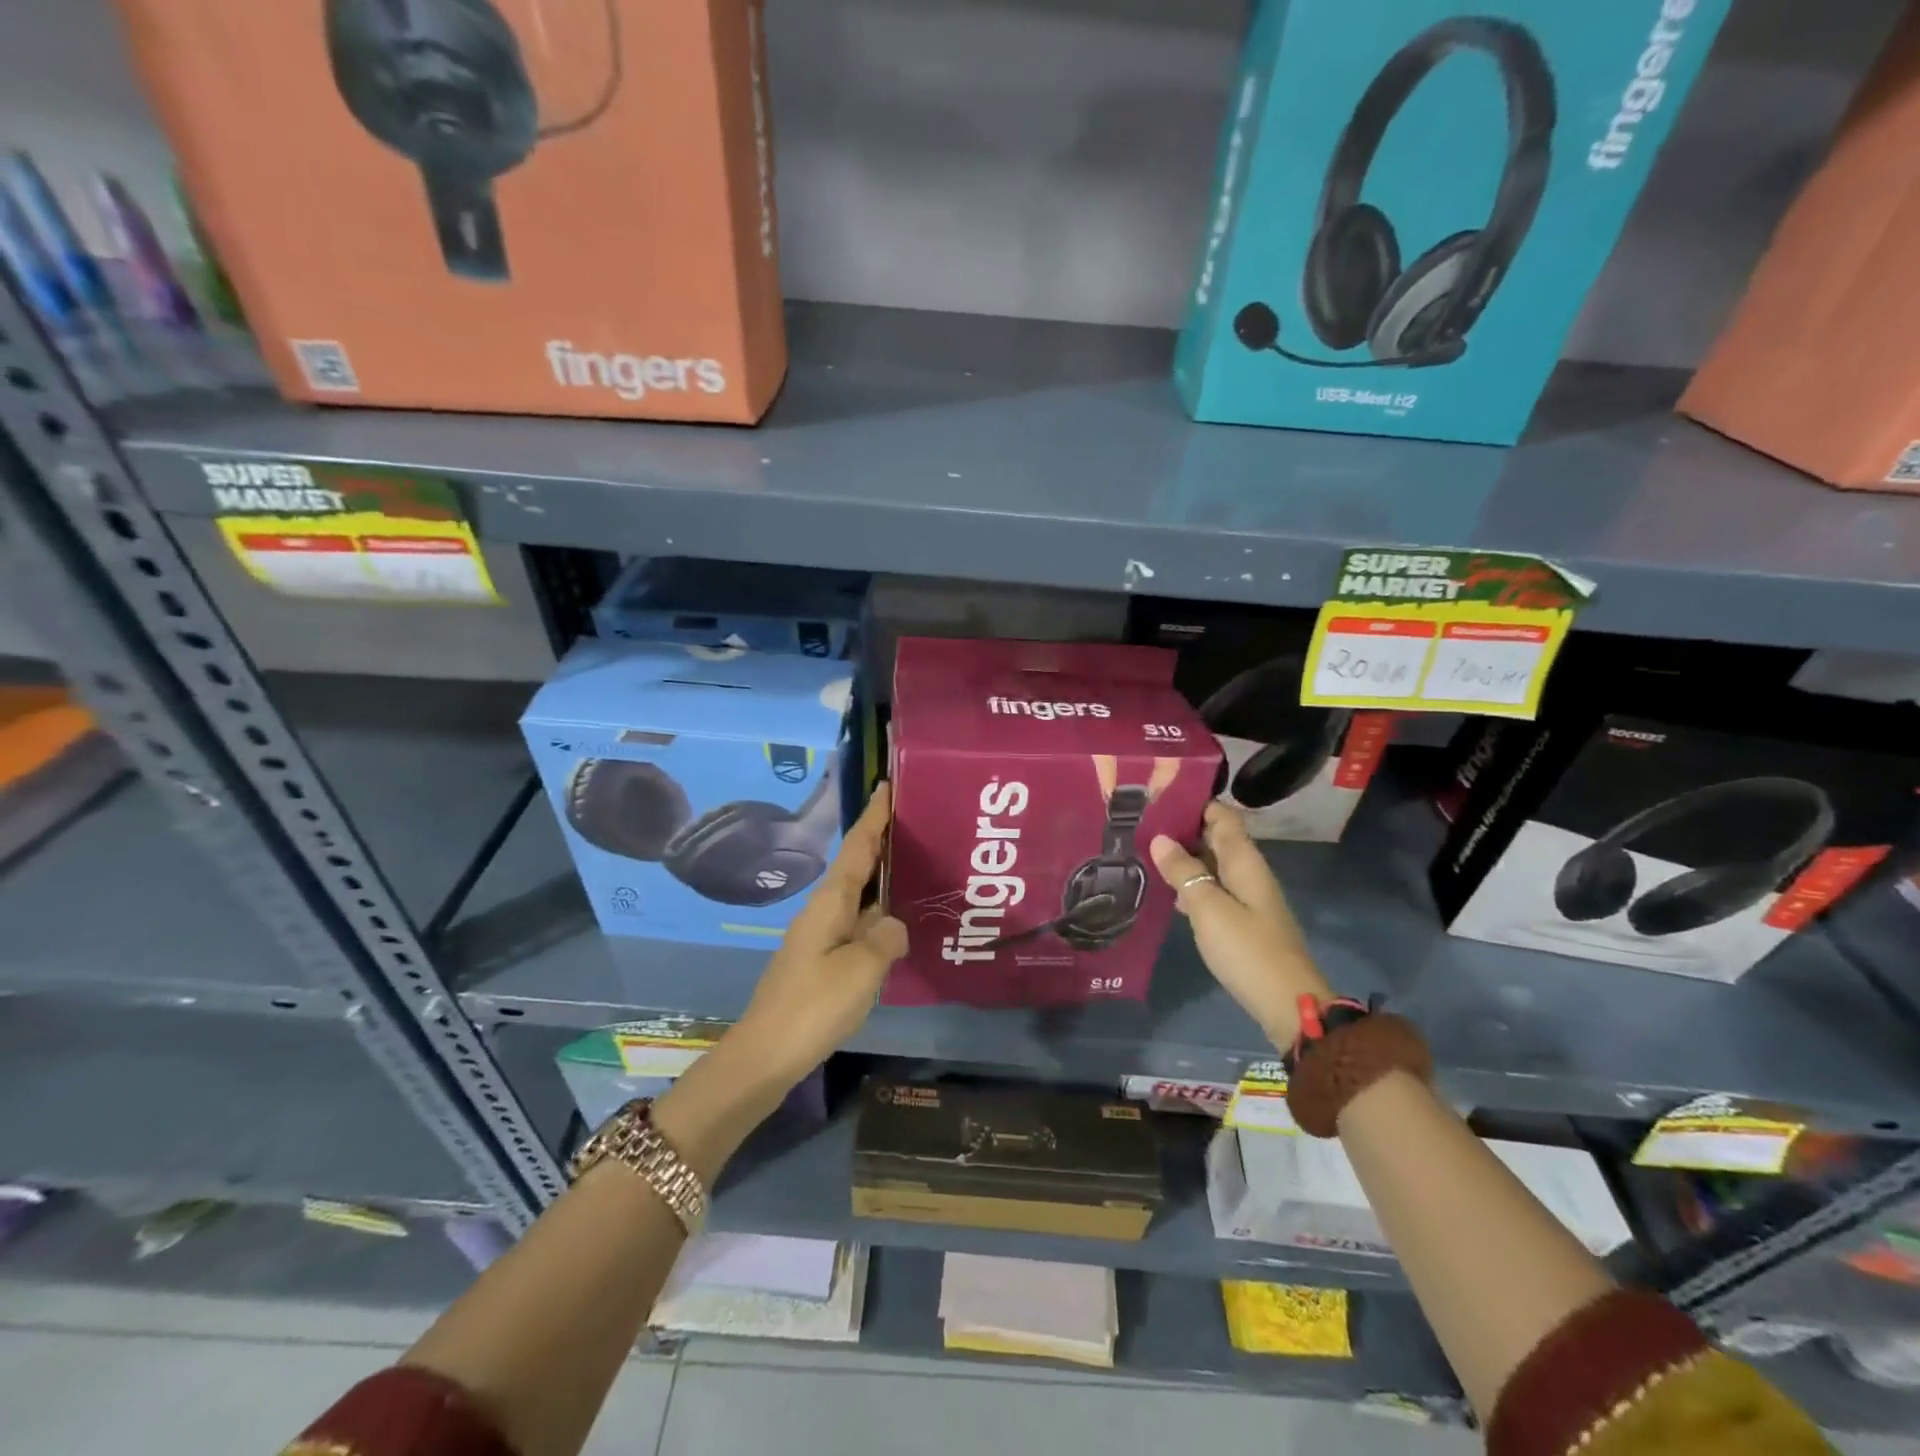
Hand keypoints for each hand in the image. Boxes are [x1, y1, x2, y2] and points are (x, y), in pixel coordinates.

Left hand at [734, 783, 906, 1084]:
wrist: (766, 1054)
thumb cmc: (814, 1004)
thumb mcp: (862, 968)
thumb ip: (886, 937)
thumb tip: (894, 923)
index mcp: (831, 901)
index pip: (858, 846)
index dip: (875, 816)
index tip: (889, 784)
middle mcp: (825, 909)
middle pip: (858, 865)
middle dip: (884, 841)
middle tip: (919, 822)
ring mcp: (822, 934)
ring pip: (860, 895)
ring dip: (885, 877)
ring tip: (920, 864)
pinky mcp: (824, 958)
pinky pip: (859, 922)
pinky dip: (880, 912)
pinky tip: (901, 921)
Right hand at [1149, 802, 1330, 1048]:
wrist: (1288, 1003)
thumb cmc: (1247, 949)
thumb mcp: (1209, 908)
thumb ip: (1184, 872)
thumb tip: (1160, 837)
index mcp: (1244, 860)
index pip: (1221, 815)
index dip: (1194, 801)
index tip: (1157, 795)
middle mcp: (1247, 872)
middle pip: (1215, 837)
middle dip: (1181, 827)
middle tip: (1139, 823)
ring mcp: (1246, 897)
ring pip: (1212, 864)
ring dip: (1183, 857)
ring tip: (1143, 851)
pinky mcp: (1241, 921)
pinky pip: (1212, 889)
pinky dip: (1190, 884)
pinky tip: (1166, 891)